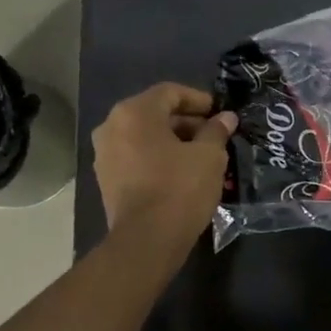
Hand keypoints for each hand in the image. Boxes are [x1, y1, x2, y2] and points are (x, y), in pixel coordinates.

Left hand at [91, 84, 236, 244]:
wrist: (148, 238)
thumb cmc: (180, 188)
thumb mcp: (209, 156)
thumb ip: (217, 131)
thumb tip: (226, 118)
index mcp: (134, 113)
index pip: (170, 92)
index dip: (199, 100)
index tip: (221, 113)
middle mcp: (112, 127)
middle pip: (155, 114)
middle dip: (188, 123)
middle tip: (215, 137)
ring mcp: (105, 155)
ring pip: (146, 137)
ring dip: (175, 142)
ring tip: (202, 157)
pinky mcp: (107, 179)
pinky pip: (137, 158)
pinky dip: (160, 159)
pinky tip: (183, 174)